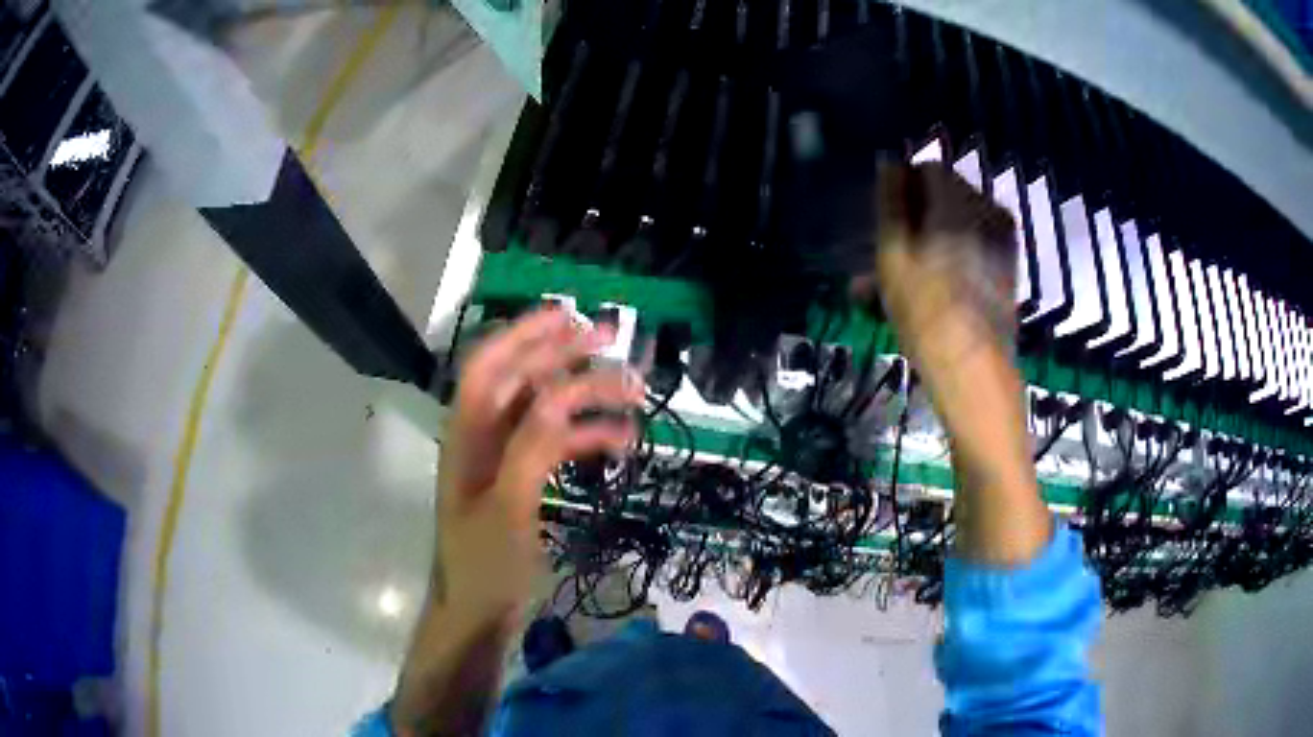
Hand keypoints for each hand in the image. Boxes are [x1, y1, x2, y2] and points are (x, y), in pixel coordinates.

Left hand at [435, 308, 644, 623]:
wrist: (478, 614)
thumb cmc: (482, 565)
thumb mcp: (506, 507)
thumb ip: (529, 448)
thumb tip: (560, 394)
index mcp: (467, 435)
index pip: (489, 366)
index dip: (522, 334)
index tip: (567, 315)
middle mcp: (484, 437)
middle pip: (524, 381)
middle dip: (565, 356)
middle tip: (614, 339)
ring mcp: (505, 459)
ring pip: (547, 411)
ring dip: (587, 398)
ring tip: (635, 394)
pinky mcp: (523, 481)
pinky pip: (557, 445)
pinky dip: (586, 436)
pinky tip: (620, 439)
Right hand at [854, 163, 1017, 369]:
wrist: (975, 368)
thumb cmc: (926, 310)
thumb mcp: (894, 253)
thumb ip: (891, 201)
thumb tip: (890, 163)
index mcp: (960, 200)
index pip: (929, 168)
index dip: (905, 189)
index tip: (889, 221)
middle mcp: (988, 208)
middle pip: (947, 194)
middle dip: (919, 215)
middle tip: (895, 251)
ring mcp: (1004, 237)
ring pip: (961, 220)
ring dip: (934, 237)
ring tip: (909, 275)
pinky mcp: (1009, 263)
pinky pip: (976, 241)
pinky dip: (954, 253)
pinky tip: (935, 284)